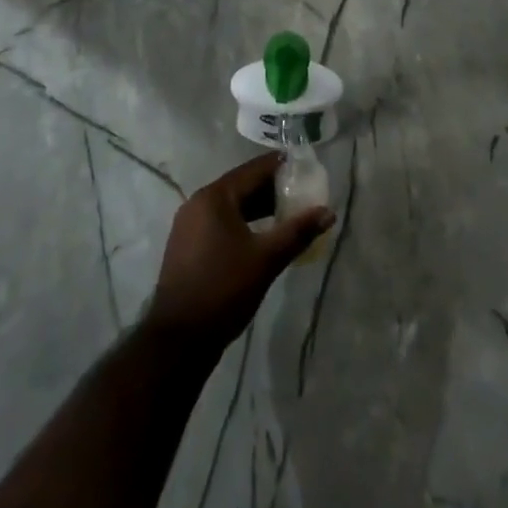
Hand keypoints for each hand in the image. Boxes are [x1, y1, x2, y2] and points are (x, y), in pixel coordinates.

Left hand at [148, 152, 334, 350]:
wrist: (178, 340)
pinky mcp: (188, 245)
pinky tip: (263, 236)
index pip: (254, 170)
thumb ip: (298, 232)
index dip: (282, 167)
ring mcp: (189, 225)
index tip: (306, 168)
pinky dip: (244, 222)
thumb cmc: (223, 289)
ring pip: (232, 205)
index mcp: (215, 197)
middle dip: (273, 189)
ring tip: (289, 214)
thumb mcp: (266, 259)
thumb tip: (328, 212)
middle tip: (303, 193)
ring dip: (259, 207)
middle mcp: (199, 203)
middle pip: (242, 186)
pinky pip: (221, 222)